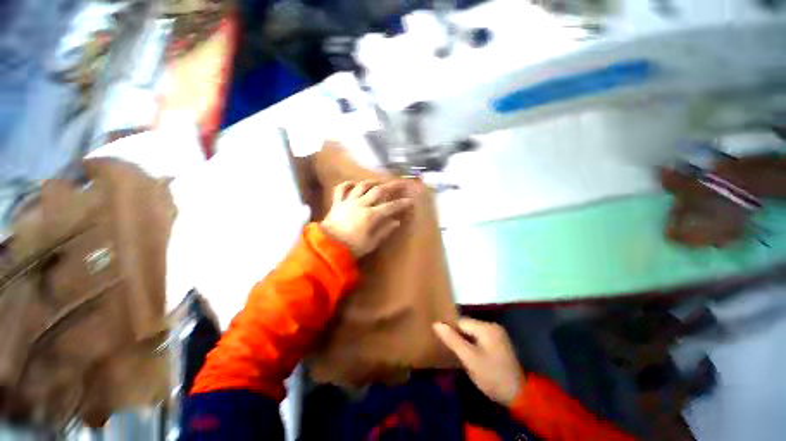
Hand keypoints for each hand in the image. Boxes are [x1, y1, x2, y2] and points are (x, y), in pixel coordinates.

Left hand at [320, 180, 413, 257]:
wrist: (327, 248)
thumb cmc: (352, 248)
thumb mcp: (372, 243)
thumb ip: (385, 230)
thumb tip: (396, 222)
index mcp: (371, 215)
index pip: (391, 206)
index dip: (402, 203)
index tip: (410, 201)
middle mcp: (361, 204)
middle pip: (379, 191)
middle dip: (392, 186)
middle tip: (401, 183)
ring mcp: (348, 202)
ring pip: (361, 186)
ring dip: (372, 182)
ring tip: (379, 182)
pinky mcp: (337, 203)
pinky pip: (341, 189)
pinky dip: (347, 184)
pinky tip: (353, 184)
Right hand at [434, 318, 522, 406]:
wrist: (518, 395)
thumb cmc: (491, 376)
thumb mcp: (469, 359)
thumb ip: (452, 340)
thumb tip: (436, 324)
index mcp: (486, 327)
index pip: (461, 322)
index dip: (451, 332)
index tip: (445, 344)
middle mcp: (492, 326)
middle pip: (467, 326)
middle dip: (459, 337)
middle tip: (453, 351)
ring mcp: (497, 334)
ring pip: (473, 332)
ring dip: (465, 341)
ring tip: (460, 354)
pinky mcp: (499, 342)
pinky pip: (480, 338)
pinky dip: (473, 344)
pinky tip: (471, 355)